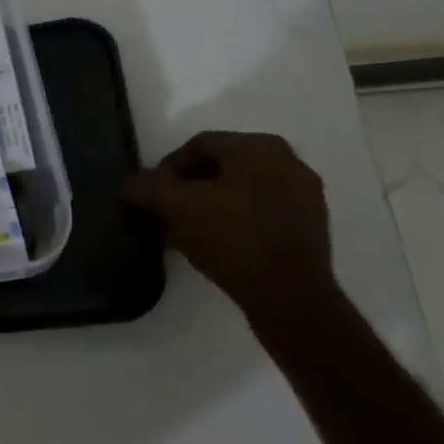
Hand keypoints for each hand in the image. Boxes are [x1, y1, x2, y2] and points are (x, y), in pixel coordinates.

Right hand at [121, 130, 336, 324]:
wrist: (290, 297)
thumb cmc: (231, 238)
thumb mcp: (175, 207)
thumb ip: (146, 186)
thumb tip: (130, 184)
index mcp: (257, 146)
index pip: (197, 146)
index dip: (167, 169)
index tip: (152, 196)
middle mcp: (287, 160)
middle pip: (221, 167)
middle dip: (190, 188)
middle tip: (169, 213)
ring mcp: (306, 194)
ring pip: (242, 190)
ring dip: (212, 206)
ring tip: (190, 233)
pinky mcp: (313, 226)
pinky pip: (263, 212)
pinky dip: (238, 222)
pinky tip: (221, 246)